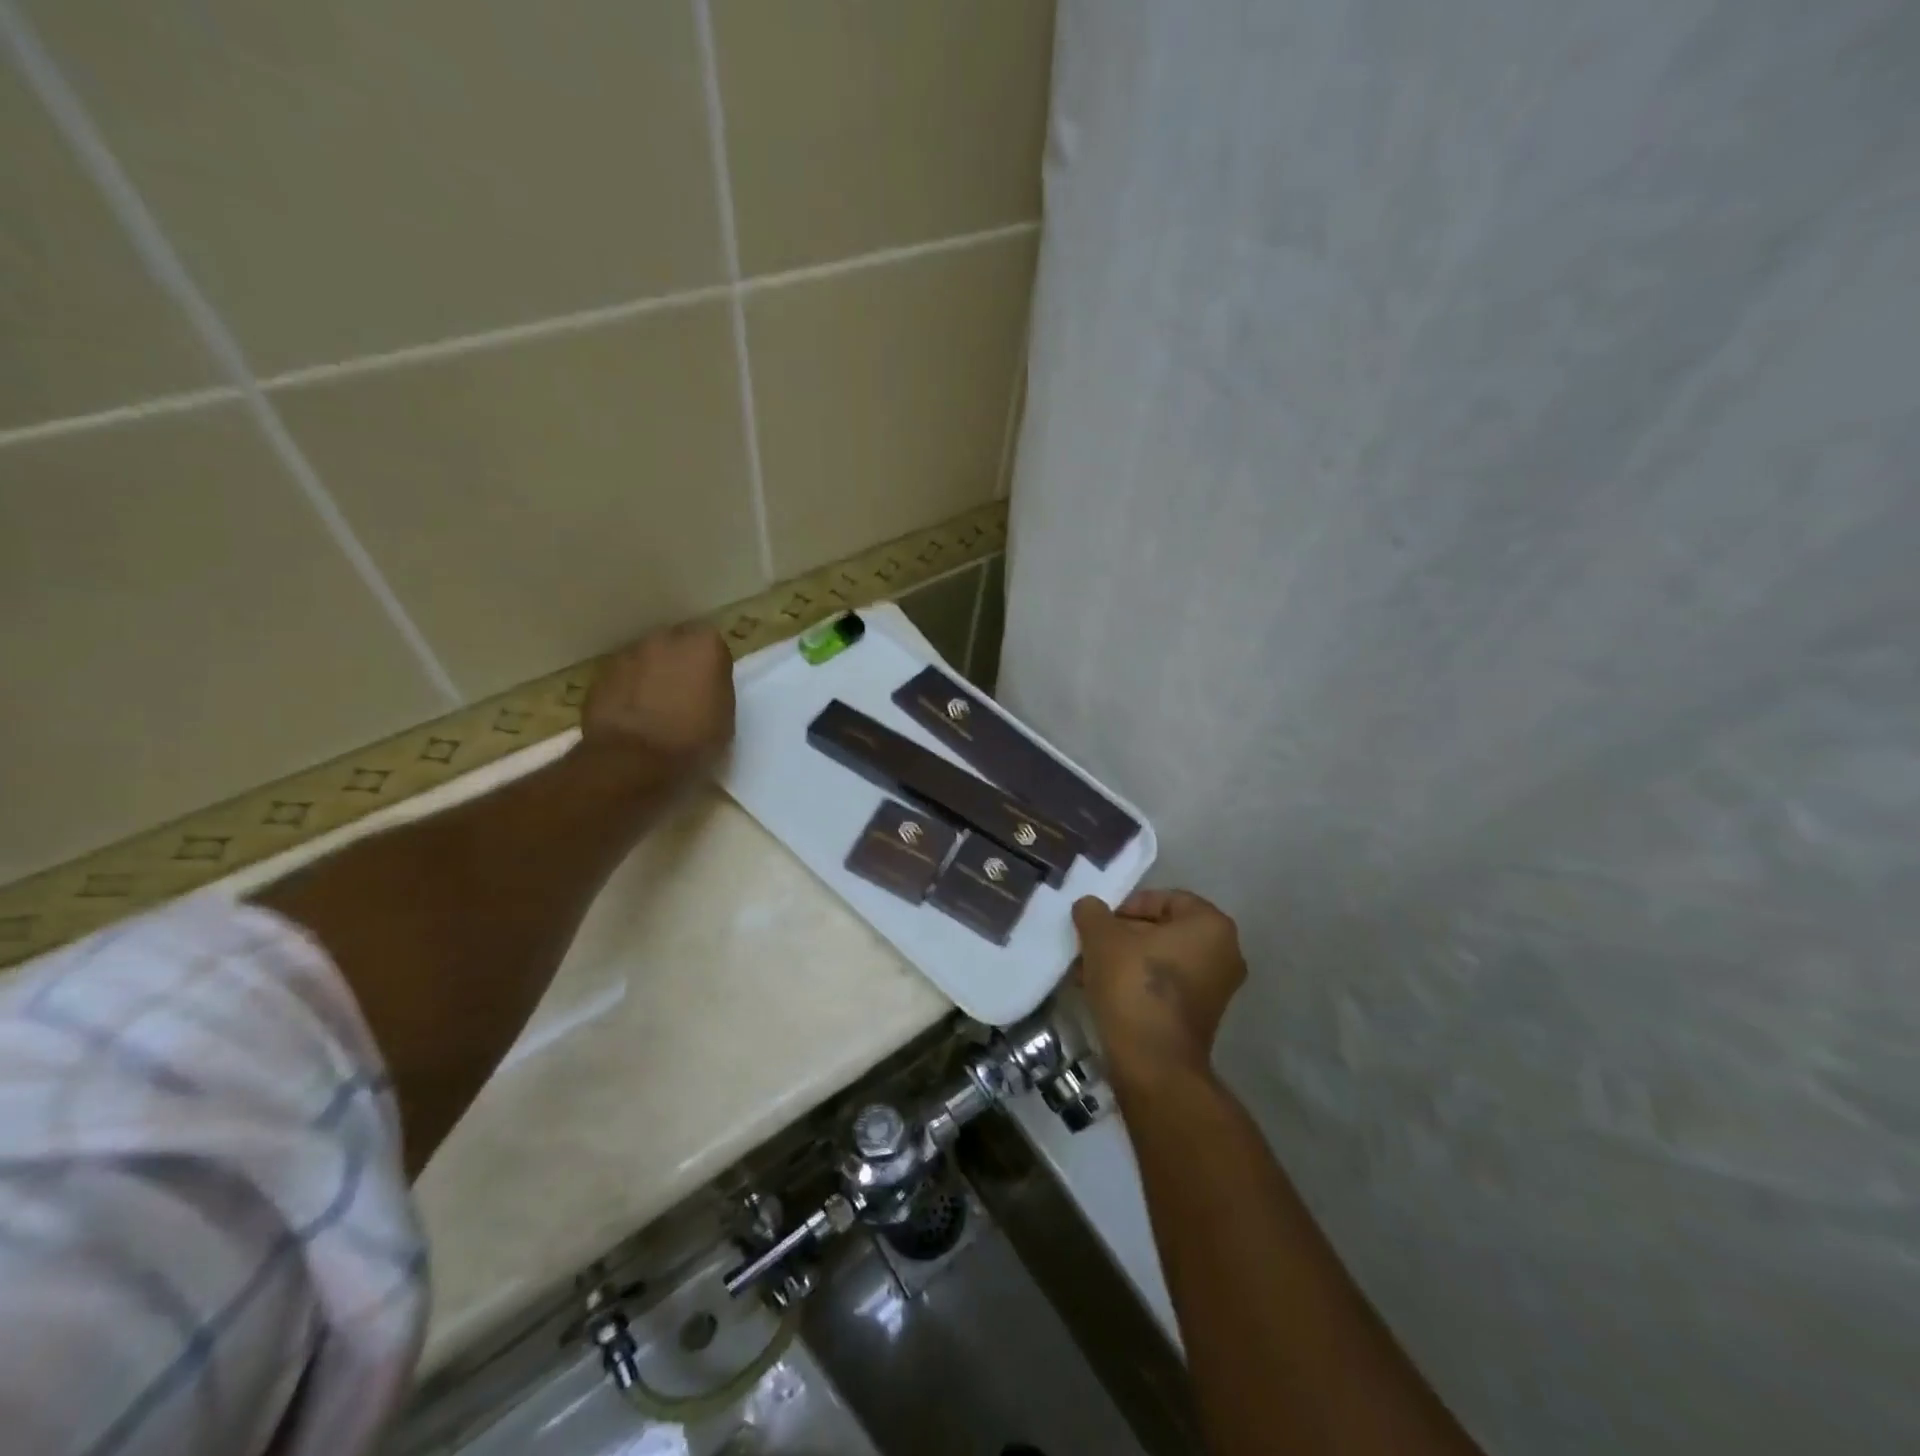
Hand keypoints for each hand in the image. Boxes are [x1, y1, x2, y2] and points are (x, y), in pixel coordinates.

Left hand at [580, 622, 735, 770]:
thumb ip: (716, 688)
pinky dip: (627, 690)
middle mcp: (665, 639)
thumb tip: (705, 685)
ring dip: (650, 675)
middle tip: (683, 695)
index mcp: (703, 645)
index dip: (711, 666)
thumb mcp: (726, 717)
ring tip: (654, 708)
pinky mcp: (600, 675)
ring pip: (645, 659)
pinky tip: (632, 717)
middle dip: (679, 663)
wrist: (633, 761)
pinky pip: (622, 678)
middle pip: (675, 645)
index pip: (713, 644)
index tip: (710, 688)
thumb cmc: (693, 741)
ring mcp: (628, 655)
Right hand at [1072, 889, 1246, 1086]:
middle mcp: (1225, 953)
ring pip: (1161, 960)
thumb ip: (1093, 912)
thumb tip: (1089, 907)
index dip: (1127, 906)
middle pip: (1163, 930)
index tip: (1100, 924)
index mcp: (1211, 925)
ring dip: (1124, 960)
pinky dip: (1137, 983)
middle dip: (1122, 936)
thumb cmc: (1134, 984)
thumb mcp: (1102, 937)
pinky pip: (1166, 987)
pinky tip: (1103, 992)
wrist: (1153, 1062)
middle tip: (1090, 946)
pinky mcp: (1202, 1017)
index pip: (1164, 899)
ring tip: (1089, 971)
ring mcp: (1217, 988)